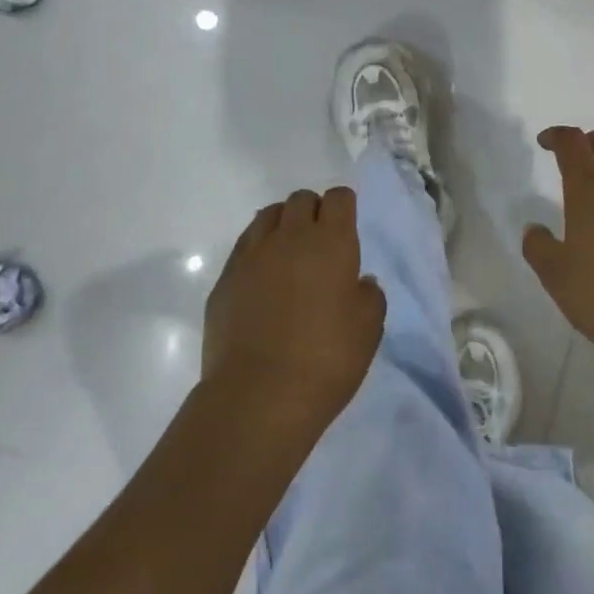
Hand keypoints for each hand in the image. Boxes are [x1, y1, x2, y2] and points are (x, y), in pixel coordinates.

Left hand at [202, 186, 385, 423]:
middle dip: (313, 211)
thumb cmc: (326, 359)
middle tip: (320, 242)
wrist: (258, 395)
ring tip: (289, 254)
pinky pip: (244, 247)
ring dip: (282, 225)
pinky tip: (263, 280)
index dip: (345, 206)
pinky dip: (257, 251)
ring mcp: (251, 256)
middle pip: (300, 199)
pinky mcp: (224, 280)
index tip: (347, 225)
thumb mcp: (368, 329)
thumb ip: (369, 296)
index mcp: (330, 242)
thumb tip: (359, 281)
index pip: (339, 198)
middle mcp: (289, 237)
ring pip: (267, 216)